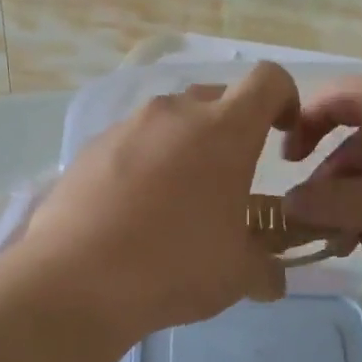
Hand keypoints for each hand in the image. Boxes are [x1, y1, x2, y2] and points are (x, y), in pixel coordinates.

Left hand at [24, 63, 301, 335]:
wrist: (76, 279)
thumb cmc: (175, 266)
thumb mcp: (238, 275)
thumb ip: (266, 268)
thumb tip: (272, 280)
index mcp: (225, 131)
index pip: (269, 81)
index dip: (285, 100)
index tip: (283, 136)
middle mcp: (175, 114)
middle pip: (216, 99)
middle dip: (231, 130)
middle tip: (228, 180)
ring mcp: (127, 127)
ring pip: (170, 121)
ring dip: (184, 148)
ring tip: (177, 201)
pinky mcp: (90, 148)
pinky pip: (132, 143)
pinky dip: (144, 164)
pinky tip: (133, 211)